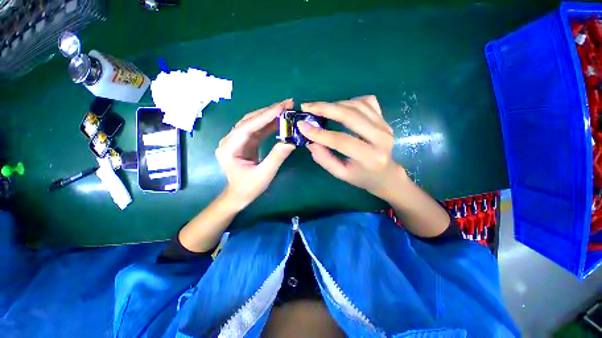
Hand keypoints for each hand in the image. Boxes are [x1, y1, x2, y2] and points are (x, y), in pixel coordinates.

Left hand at [216, 99, 295, 209]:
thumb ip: (276, 157)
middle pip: (249, 121)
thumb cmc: (249, 187)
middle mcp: (230, 140)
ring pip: (253, 122)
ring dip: (269, 115)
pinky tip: (279, 120)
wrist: (239, 195)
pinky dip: (268, 124)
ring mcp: (236, 140)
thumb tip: (291, 142)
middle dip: (268, 111)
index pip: (247, 127)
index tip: (281, 107)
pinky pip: (256, 130)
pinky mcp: (244, 142)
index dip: (264, 116)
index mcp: (229, 148)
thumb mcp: (264, 175)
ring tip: (286, 109)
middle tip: (287, 104)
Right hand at [298, 95, 405, 198]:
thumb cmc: (361, 177)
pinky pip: (367, 102)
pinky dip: (350, 101)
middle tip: (307, 107)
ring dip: (335, 104)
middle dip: (325, 108)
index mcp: (369, 157)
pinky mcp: (384, 120)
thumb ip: (324, 158)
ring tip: (319, 108)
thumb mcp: (340, 174)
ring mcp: (385, 126)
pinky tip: (340, 107)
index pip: (341, 140)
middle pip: (351, 116)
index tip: (302, 126)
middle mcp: (381, 138)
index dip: (320, 133)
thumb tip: (310, 141)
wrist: (386, 174)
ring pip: (357, 105)